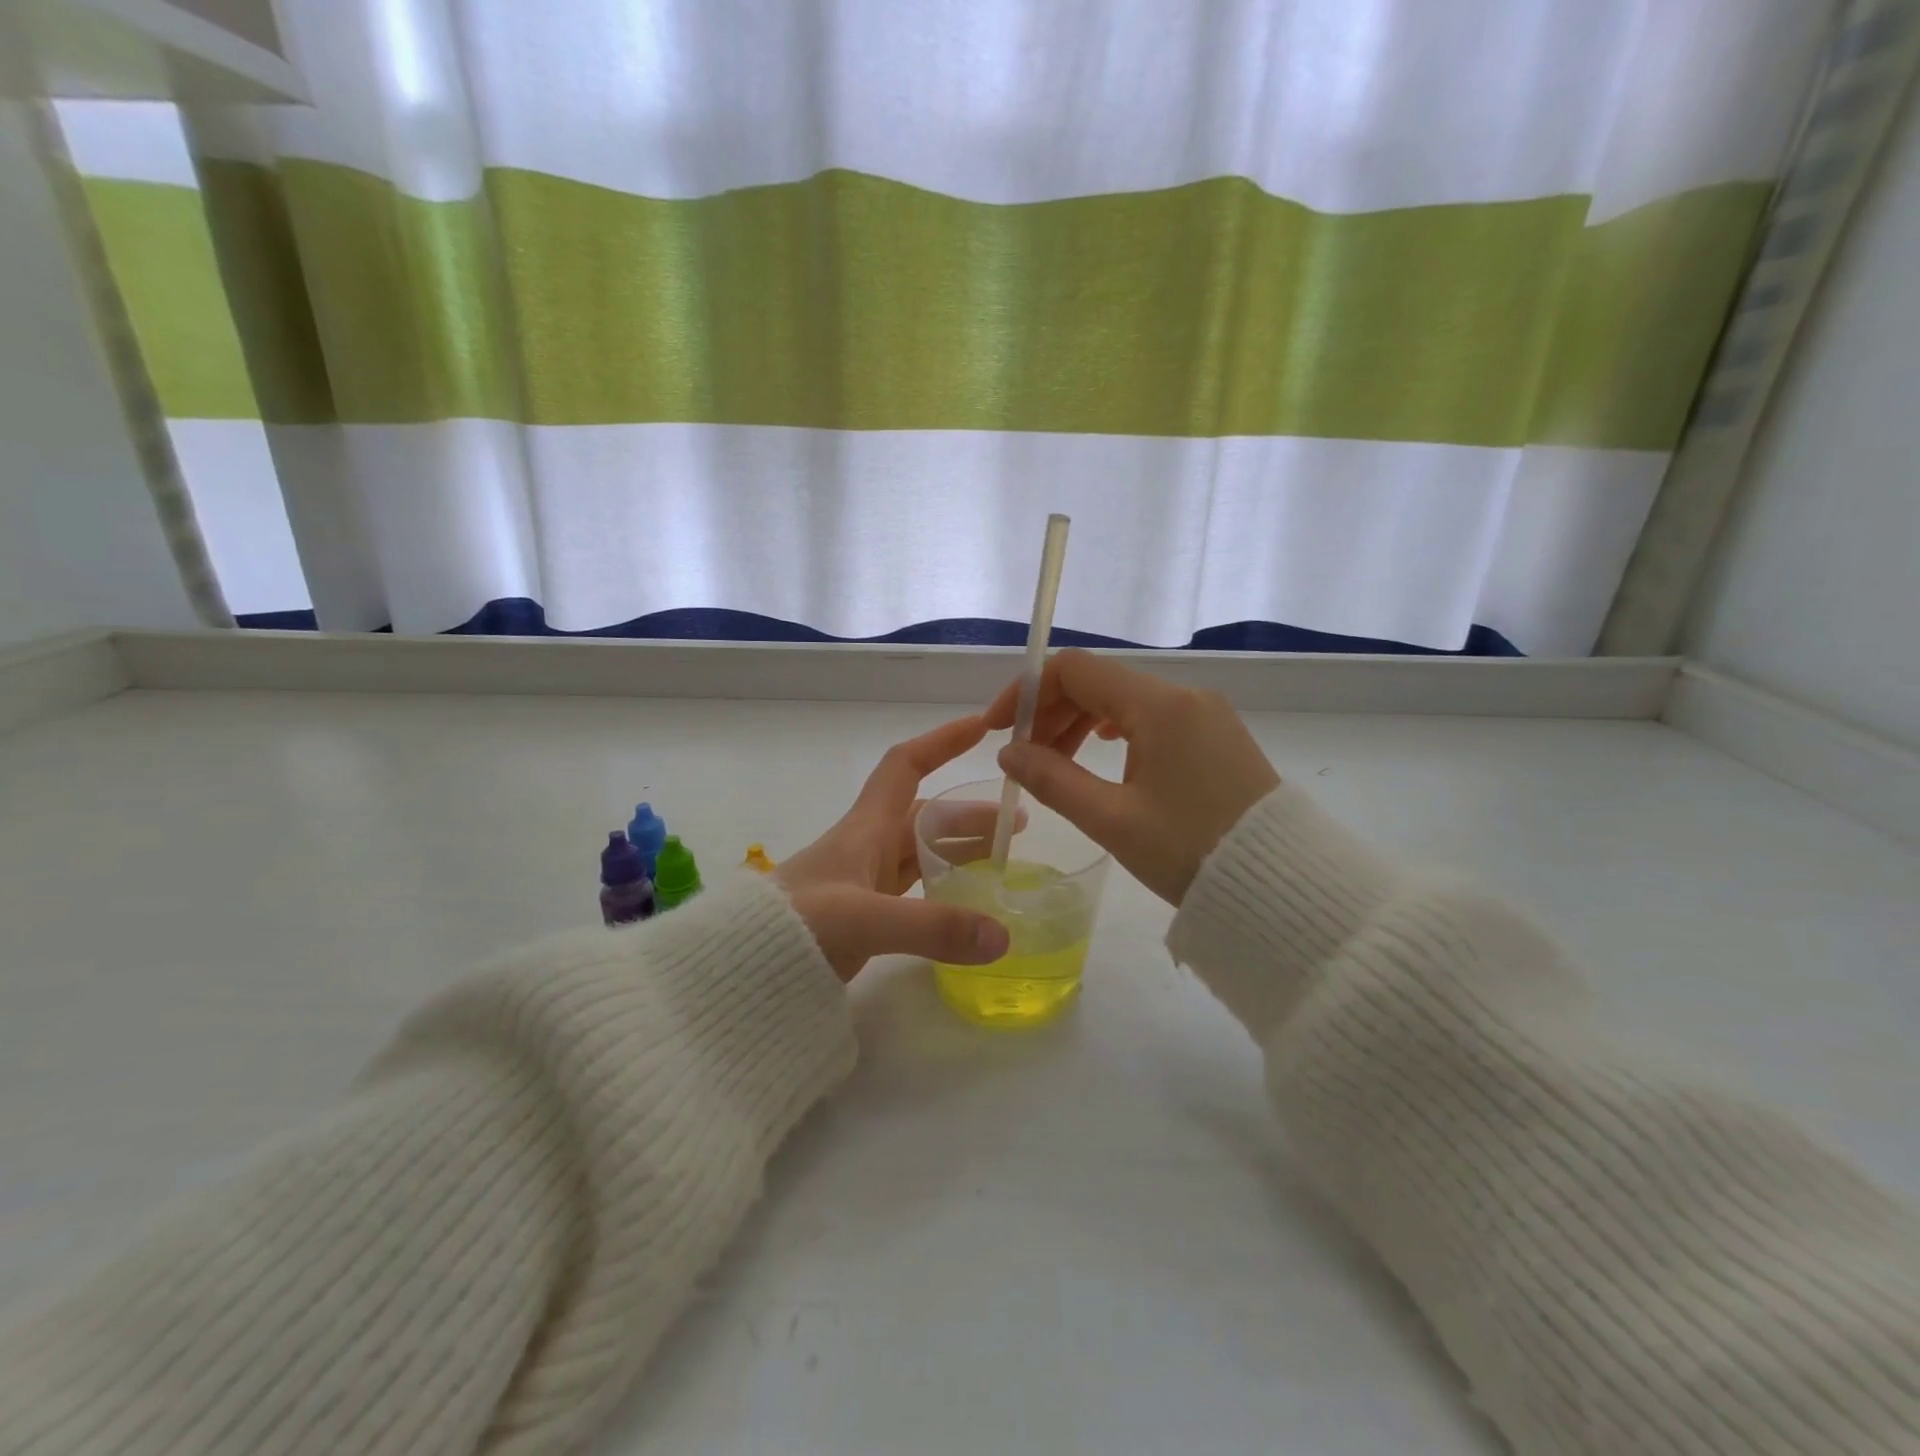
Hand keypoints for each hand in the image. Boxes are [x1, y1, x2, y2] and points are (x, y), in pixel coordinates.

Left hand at [776, 715, 1012, 981]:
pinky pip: (915, 891)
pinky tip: (967, 906)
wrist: (740, 970)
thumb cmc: (795, 926)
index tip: (981, 728)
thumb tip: (1003, 934)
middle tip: (1018, 826)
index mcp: (866, 828)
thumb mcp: (863, 920)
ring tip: (1004, 862)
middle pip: (927, 816)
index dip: (941, 742)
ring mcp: (865, 883)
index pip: (906, 766)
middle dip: (971, 814)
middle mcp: (868, 847)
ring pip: (923, 854)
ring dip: (962, 852)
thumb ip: (932, 926)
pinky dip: (944, 891)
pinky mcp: (865, 916)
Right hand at [984, 650, 1279, 905]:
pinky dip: (1115, 731)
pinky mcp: (1217, 735)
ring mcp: (1205, 714)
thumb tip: (1009, 752)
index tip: (999, 729)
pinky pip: (1153, 717)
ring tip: (1056, 764)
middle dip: (1051, 711)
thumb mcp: (1112, 820)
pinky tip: (1104, 755)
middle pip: (1099, 682)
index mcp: (1159, 706)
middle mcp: (1184, 696)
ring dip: (1081, 722)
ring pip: (1125, 699)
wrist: (1282, 885)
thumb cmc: (1191, 852)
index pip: (1074, 670)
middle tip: (1024, 757)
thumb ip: (1052, 779)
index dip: (1027, 692)